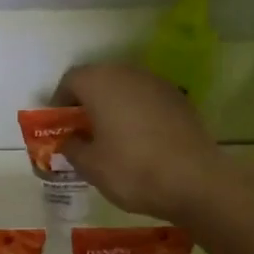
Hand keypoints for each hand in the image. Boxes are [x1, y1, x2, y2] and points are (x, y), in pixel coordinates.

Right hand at [55, 63, 224, 220]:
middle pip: (99, 79)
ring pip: (125, 88)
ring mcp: (158, 84)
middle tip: (81, 130)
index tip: (58, 126)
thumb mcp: (90, 166)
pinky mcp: (179, 99)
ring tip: (109, 136)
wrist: (195, 180)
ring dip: (113, 106)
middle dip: (86, 101)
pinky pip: (147, 100)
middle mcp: (128, 73)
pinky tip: (138, 140)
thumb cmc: (131, 169)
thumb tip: (68, 141)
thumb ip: (72, 148)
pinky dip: (136, 113)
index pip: (71, 80)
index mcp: (100, 83)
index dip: (60, 102)